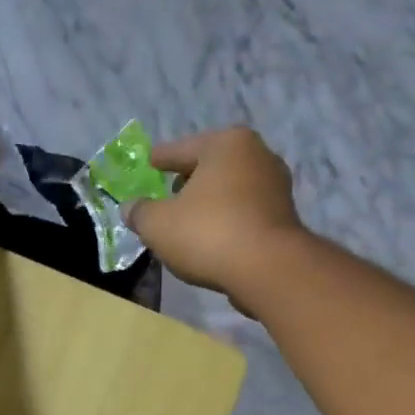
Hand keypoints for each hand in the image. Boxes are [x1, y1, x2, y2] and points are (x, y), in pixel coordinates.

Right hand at [124, 127, 304, 299]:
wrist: (267, 269)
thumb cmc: (208, 233)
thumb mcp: (158, 224)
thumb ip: (140, 212)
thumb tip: (130, 208)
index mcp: (226, 144)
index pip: (182, 148)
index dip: (161, 158)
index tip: (149, 161)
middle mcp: (257, 155)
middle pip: (211, 166)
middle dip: (189, 179)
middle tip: (168, 194)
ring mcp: (276, 187)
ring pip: (230, 190)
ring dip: (210, 203)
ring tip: (188, 221)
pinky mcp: (284, 217)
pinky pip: (244, 212)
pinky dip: (227, 220)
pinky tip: (212, 238)